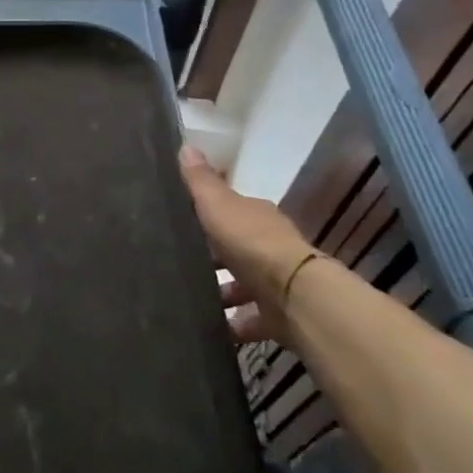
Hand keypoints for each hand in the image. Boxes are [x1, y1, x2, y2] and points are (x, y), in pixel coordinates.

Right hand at [178, 146, 316, 345]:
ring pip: (243, 286)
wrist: (294, 294)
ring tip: (190, 299)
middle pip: (237, 249)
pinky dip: (232, 324)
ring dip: (221, 292)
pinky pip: (249, 319)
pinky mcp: (277, 315)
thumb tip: (185, 144)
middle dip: (213, 257)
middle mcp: (270, 246)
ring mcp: (275, 283)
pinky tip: (210, 328)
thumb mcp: (218, 205)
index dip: (209, 215)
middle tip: (178, 265)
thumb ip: (201, 181)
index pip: (232, 211)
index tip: (182, 223)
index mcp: (257, 217)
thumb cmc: (251, 243)